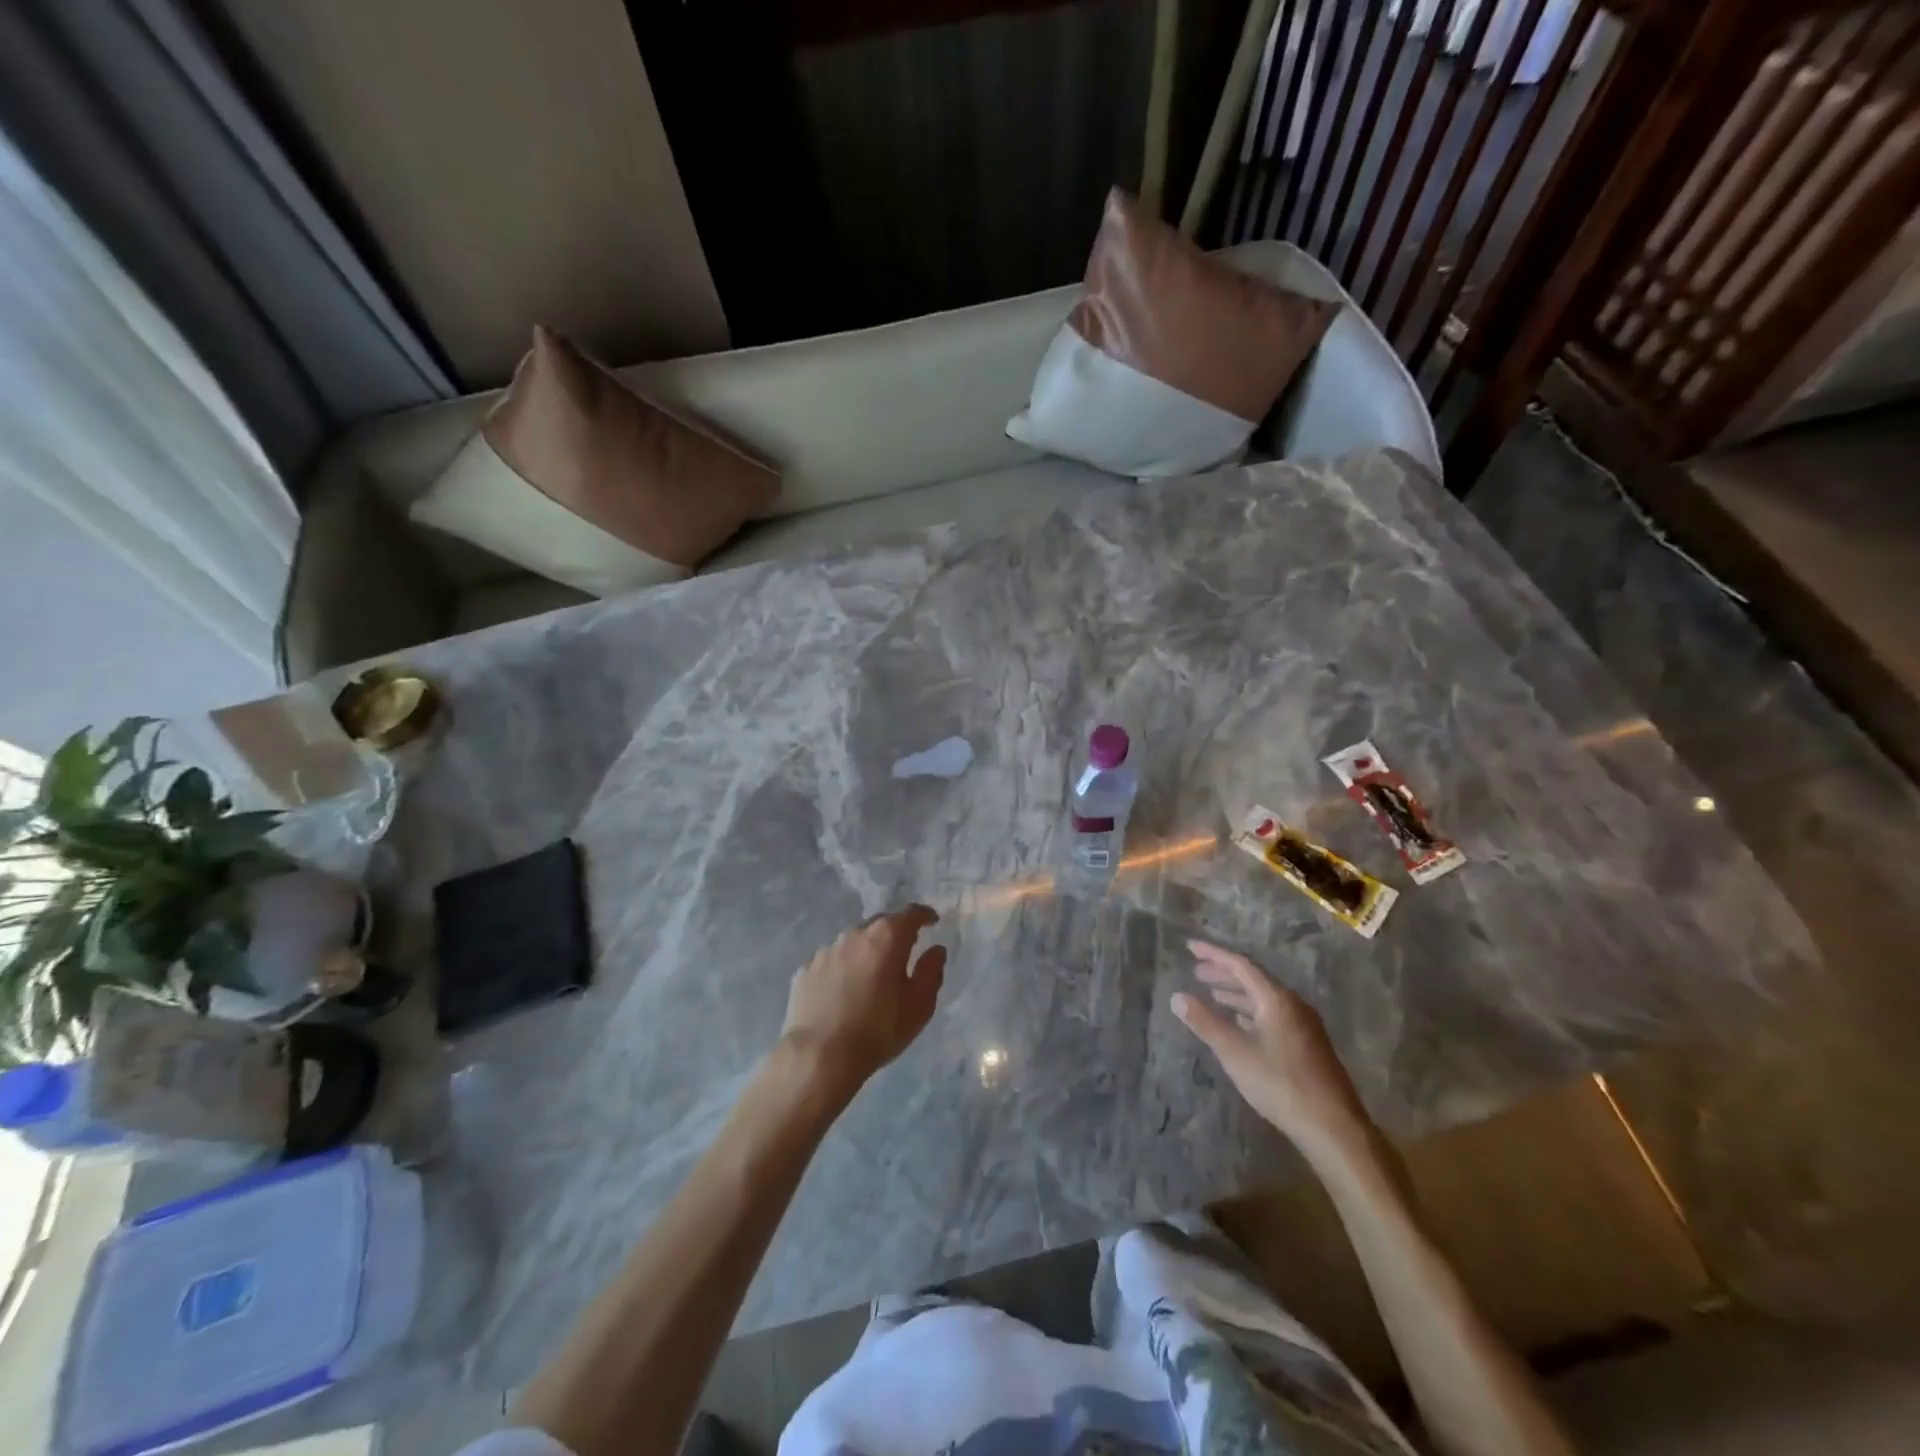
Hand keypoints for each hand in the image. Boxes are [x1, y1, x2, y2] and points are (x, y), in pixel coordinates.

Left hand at [780, 904, 946, 1093]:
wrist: (819, 1056)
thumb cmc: (878, 1030)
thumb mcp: (919, 1005)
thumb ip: (931, 971)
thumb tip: (936, 949)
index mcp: (886, 937)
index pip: (911, 914)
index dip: (924, 915)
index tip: (932, 921)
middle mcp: (855, 934)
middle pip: (880, 924)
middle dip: (895, 933)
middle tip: (904, 951)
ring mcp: (826, 950)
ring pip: (854, 942)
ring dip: (866, 952)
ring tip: (871, 976)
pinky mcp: (806, 970)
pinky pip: (832, 962)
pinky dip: (842, 969)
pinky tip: (843, 992)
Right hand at [1172, 940, 1372, 1157]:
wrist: (1333, 1127)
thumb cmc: (1280, 1084)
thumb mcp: (1235, 1052)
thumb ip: (1205, 1022)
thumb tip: (1177, 997)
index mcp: (1277, 999)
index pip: (1241, 965)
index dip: (1214, 954)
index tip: (1190, 947)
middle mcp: (1293, 1005)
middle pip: (1254, 979)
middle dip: (1223, 973)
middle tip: (1196, 972)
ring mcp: (1303, 1025)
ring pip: (1264, 999)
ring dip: (1236, 994)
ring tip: (1212, 995)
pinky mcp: (1307, 1045)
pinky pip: (1272, 1015)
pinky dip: (1250, 1012)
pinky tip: (1238, 1024)